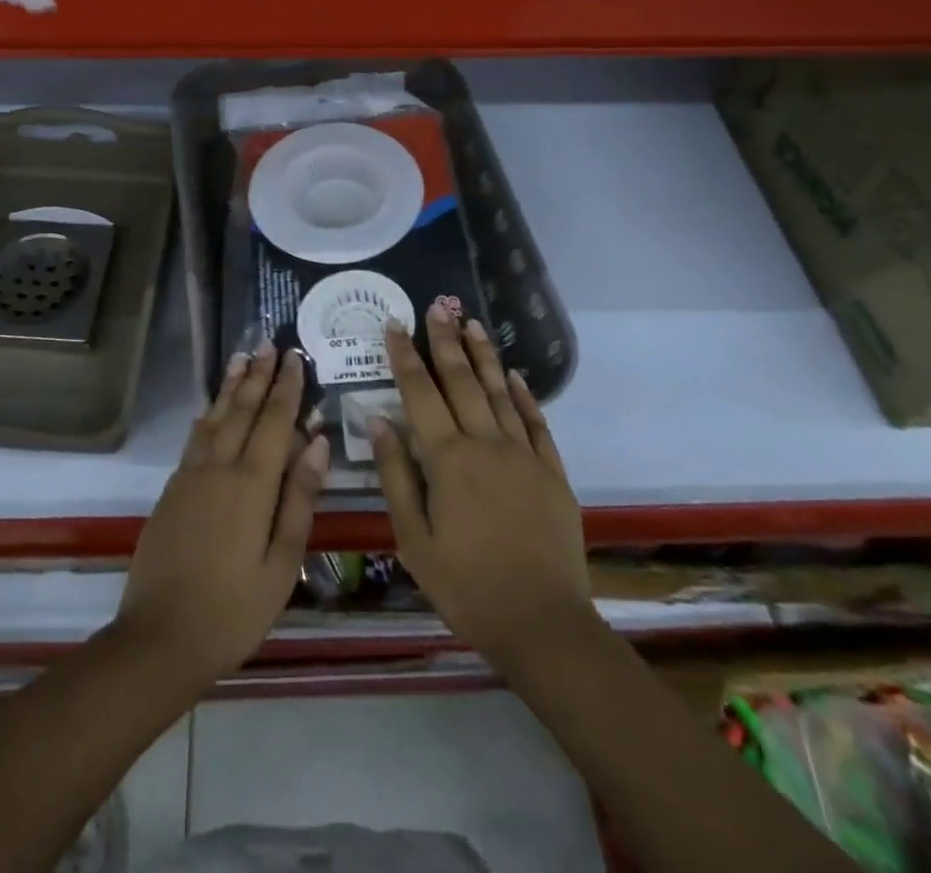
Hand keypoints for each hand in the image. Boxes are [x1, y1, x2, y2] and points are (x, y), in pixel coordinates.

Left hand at [115, 347, 329, 689]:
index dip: (287, 389)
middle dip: (259, 376)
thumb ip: (299, 500)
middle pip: (243, 411)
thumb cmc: (233, 610)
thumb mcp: (281, 564)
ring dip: (231, 386)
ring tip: (241, 358)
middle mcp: (219, 468)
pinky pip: (194, 439)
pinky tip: (211, 408)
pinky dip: (207, 415)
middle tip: (269, 343)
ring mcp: (191, 476)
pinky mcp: (172, 490)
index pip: (275, 422)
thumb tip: (318, 444)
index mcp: (252, 485)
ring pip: (216, 418)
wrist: (159, 637)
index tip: (295, 357)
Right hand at [371, 304, 590, 670]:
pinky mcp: (552, 472)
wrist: (542, 623)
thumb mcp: (413, 539)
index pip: (421, 393)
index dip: (406, 356)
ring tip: (473, 324)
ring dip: (485, 356)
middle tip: (437, 306)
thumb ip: (395, 475)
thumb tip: (378, 420)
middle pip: (462, 381)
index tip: (395, 325)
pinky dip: (525, 395)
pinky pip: (536, 422)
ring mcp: (524, 455)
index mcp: (447, 458)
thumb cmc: (466, 585)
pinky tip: (516, 375)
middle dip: (445, 341)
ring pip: (501, 392)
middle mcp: (486, 443)